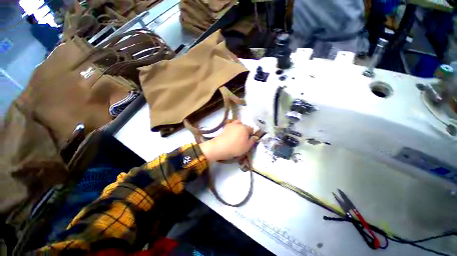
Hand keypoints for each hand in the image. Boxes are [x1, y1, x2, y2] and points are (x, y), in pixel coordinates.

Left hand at [199, 120, 258, 162]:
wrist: (219, 147)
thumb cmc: (235, 148)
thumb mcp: (247, 147)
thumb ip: (252, 141)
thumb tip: (254, 137)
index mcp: (245, 128)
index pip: (252, 129)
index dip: (251, 135)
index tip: (249, 141)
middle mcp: (239, 124)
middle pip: (244, 126)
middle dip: (245, 131)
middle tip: (243, 140)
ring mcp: (231, 125)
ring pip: (237, 124)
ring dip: (238, 128)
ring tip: (237, 136)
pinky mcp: (224, 128)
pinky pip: (231, 127)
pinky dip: (232, 129)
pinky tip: (231, 135)